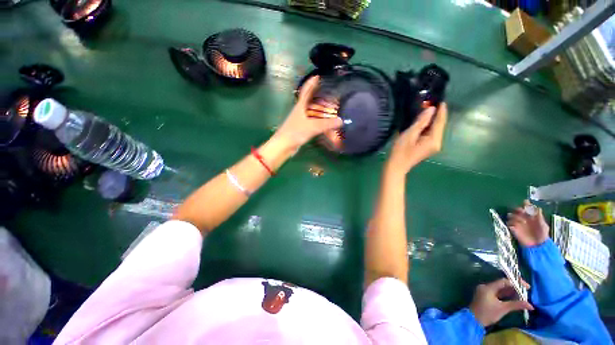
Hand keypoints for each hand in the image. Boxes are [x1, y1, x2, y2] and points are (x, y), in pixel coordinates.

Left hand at [273, 76, 342, 151]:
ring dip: (319, 108)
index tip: (318, 75)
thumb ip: (326, 124)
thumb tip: (341, 120)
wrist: (284, 145)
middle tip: (330, 93)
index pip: (306, 90)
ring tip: (330, 107)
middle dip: (318, 95)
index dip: (311, 82)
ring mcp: (300, 119)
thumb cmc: (295, 132)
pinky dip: (318, 119)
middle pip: (309, 99)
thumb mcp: (312, 127)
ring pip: (311, 111)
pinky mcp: (301, 128)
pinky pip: (312, 120)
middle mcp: (300, 110)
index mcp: (301, 105)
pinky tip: (324, 122)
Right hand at [387, 103, 447, 174]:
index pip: (440, 122)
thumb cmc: (401, 151)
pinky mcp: (428, 147)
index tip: (441, 100)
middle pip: (439, 126)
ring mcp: (433, 146)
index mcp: (434, 140)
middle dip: (436, 115)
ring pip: (434, 130)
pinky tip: (422, 122)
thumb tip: (431, 109)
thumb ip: (421, 122)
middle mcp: (437, 143)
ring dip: (431, 120)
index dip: (441, 110)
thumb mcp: (409, 134)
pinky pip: (430, 134)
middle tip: (431, 103)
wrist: (396, 166)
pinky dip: (427, 127)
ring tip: (426, 109)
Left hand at [469, 278, 533, 326]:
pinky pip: (497, 293)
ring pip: (500, 289)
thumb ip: (516, 305)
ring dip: (511, 291)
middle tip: (526, 291)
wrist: (473, 320)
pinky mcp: (485, 296)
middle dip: (514, 287)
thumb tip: (531, 305)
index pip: (504, 281)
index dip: (516, 282)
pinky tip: (514, 298)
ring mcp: (485, 291)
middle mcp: (486, 287)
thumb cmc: (487, 314)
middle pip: (502, 284)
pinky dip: (505, 295)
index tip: (527, 287)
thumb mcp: (503, 309)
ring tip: (523, 295)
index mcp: (488, 287)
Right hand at [507, 200, 549, 246]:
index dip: (525, 204)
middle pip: (517, 210)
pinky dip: (511, 223)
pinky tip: (516, 225)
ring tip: (521, 220)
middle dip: (518, 209)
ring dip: (515, 216)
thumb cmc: (542, 234)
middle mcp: (523, 218)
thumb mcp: (543, 225)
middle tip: (521, 211)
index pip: (526, 207)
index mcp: (531, 216)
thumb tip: (537, 208)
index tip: (525, 202)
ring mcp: (517, 223)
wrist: (537, 245)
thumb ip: (540, 217)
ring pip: (511, 215)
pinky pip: (508, 223)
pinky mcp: (513, 228)